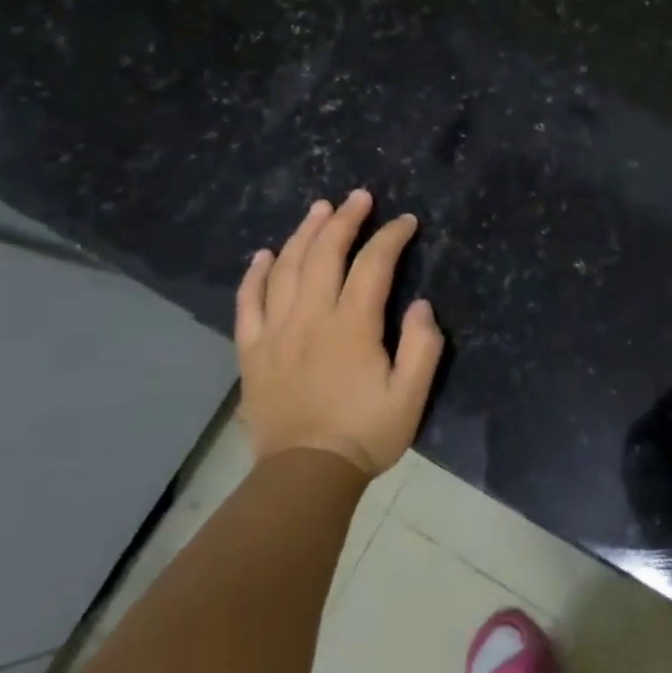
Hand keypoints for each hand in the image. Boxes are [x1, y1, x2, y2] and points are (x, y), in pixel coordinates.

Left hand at [234, 189, 443, 475]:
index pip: (373, 265)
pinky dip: (256, 274)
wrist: (304, 475)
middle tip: (359, 197)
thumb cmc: (365, 433)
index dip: (391, 237)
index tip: (406, 222)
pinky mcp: (252, 351)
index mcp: (352, 326)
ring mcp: (276, 332)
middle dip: (344, 220)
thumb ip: (423, 347)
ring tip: (319, 209)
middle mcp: (310, 317)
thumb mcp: (412, 395)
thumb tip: (420, 305)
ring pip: (286, 268)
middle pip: (325, 254)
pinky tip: (265, 255)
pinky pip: (248, 302)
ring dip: (304, 234)